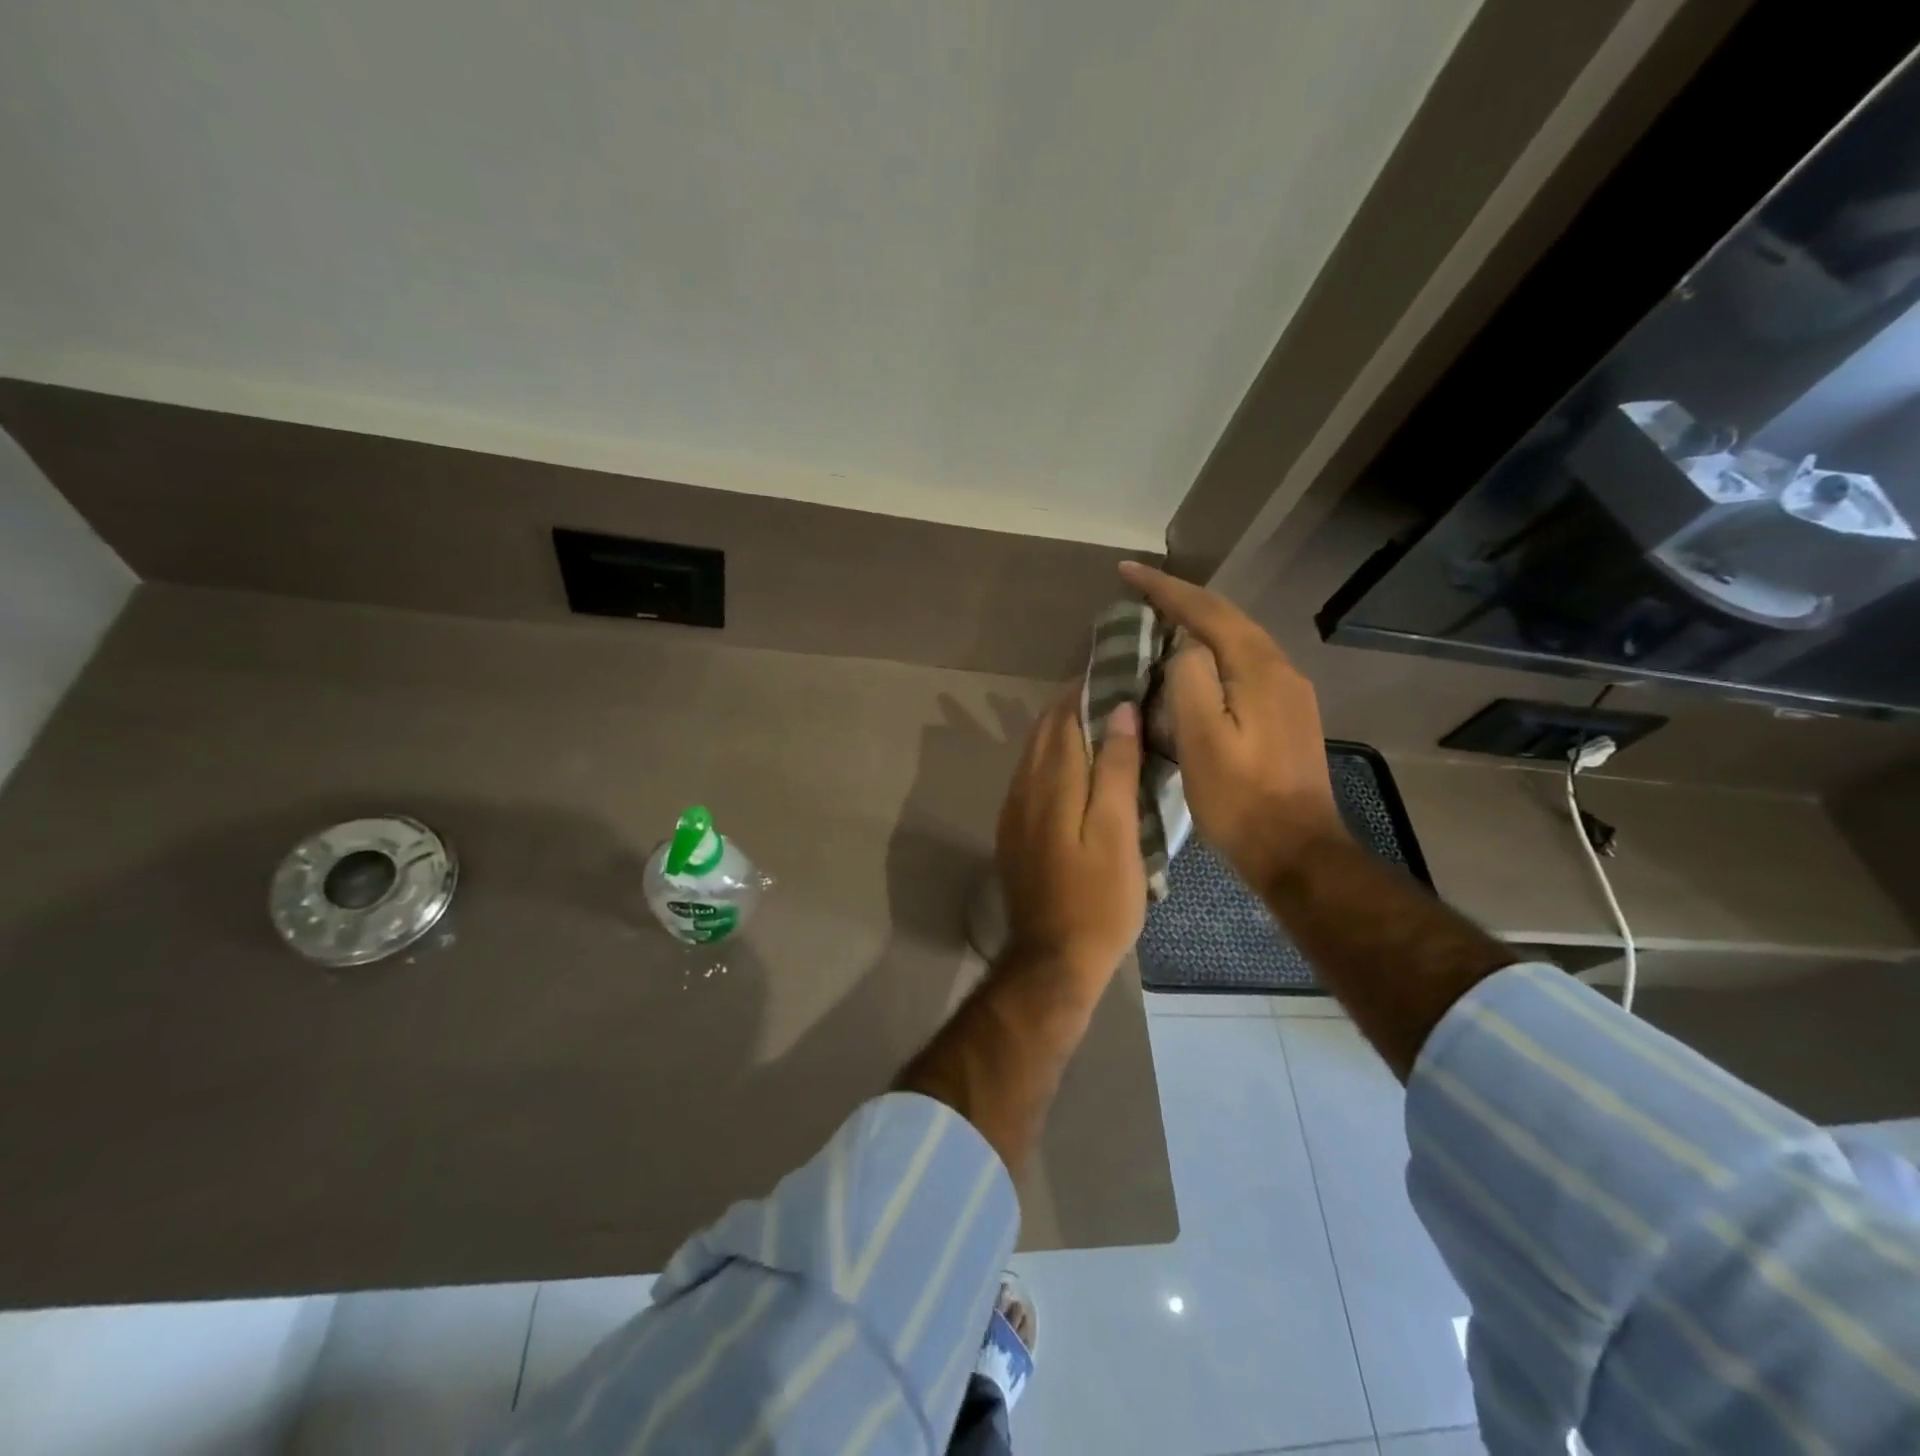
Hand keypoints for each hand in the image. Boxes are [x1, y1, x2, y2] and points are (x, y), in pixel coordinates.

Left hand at [995, 692, 1146, 984]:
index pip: (1064, 718)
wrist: (1052, 958)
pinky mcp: (1014, 833)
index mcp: (1050, 783)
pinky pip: (1030, 778)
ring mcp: (1013, 813)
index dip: (1086, 690)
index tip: (1113, 669)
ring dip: (1059, 730)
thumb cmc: (1099, 899)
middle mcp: (1023, 789)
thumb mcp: (1117, 832)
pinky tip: (1073, 765)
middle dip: (1071, 705)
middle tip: (1110, 688)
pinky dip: (1051, 758)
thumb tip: (1118, 710)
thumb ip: (1114, 769)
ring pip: (1033, 754)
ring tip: (1097, 718)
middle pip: (1043, 732)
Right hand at [1119, 562, 1346, 888]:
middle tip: (1140, 592)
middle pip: (1227, 619)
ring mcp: (1289, 693)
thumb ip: (1190, 680)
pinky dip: (1212, 655)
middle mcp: (1280, 670)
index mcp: (1258, 669)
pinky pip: (1243, 667)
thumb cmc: (1240, 799)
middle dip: (1182, 600)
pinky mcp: (1287, 716)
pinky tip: (1193, 668)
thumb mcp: (1201, 740)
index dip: (1164, 588)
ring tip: (1160, 622)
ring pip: (1237, 643)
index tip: (1126, 571)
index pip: (1207, 611)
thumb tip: (1184, 647)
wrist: (1296, 851)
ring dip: (1198, 626)